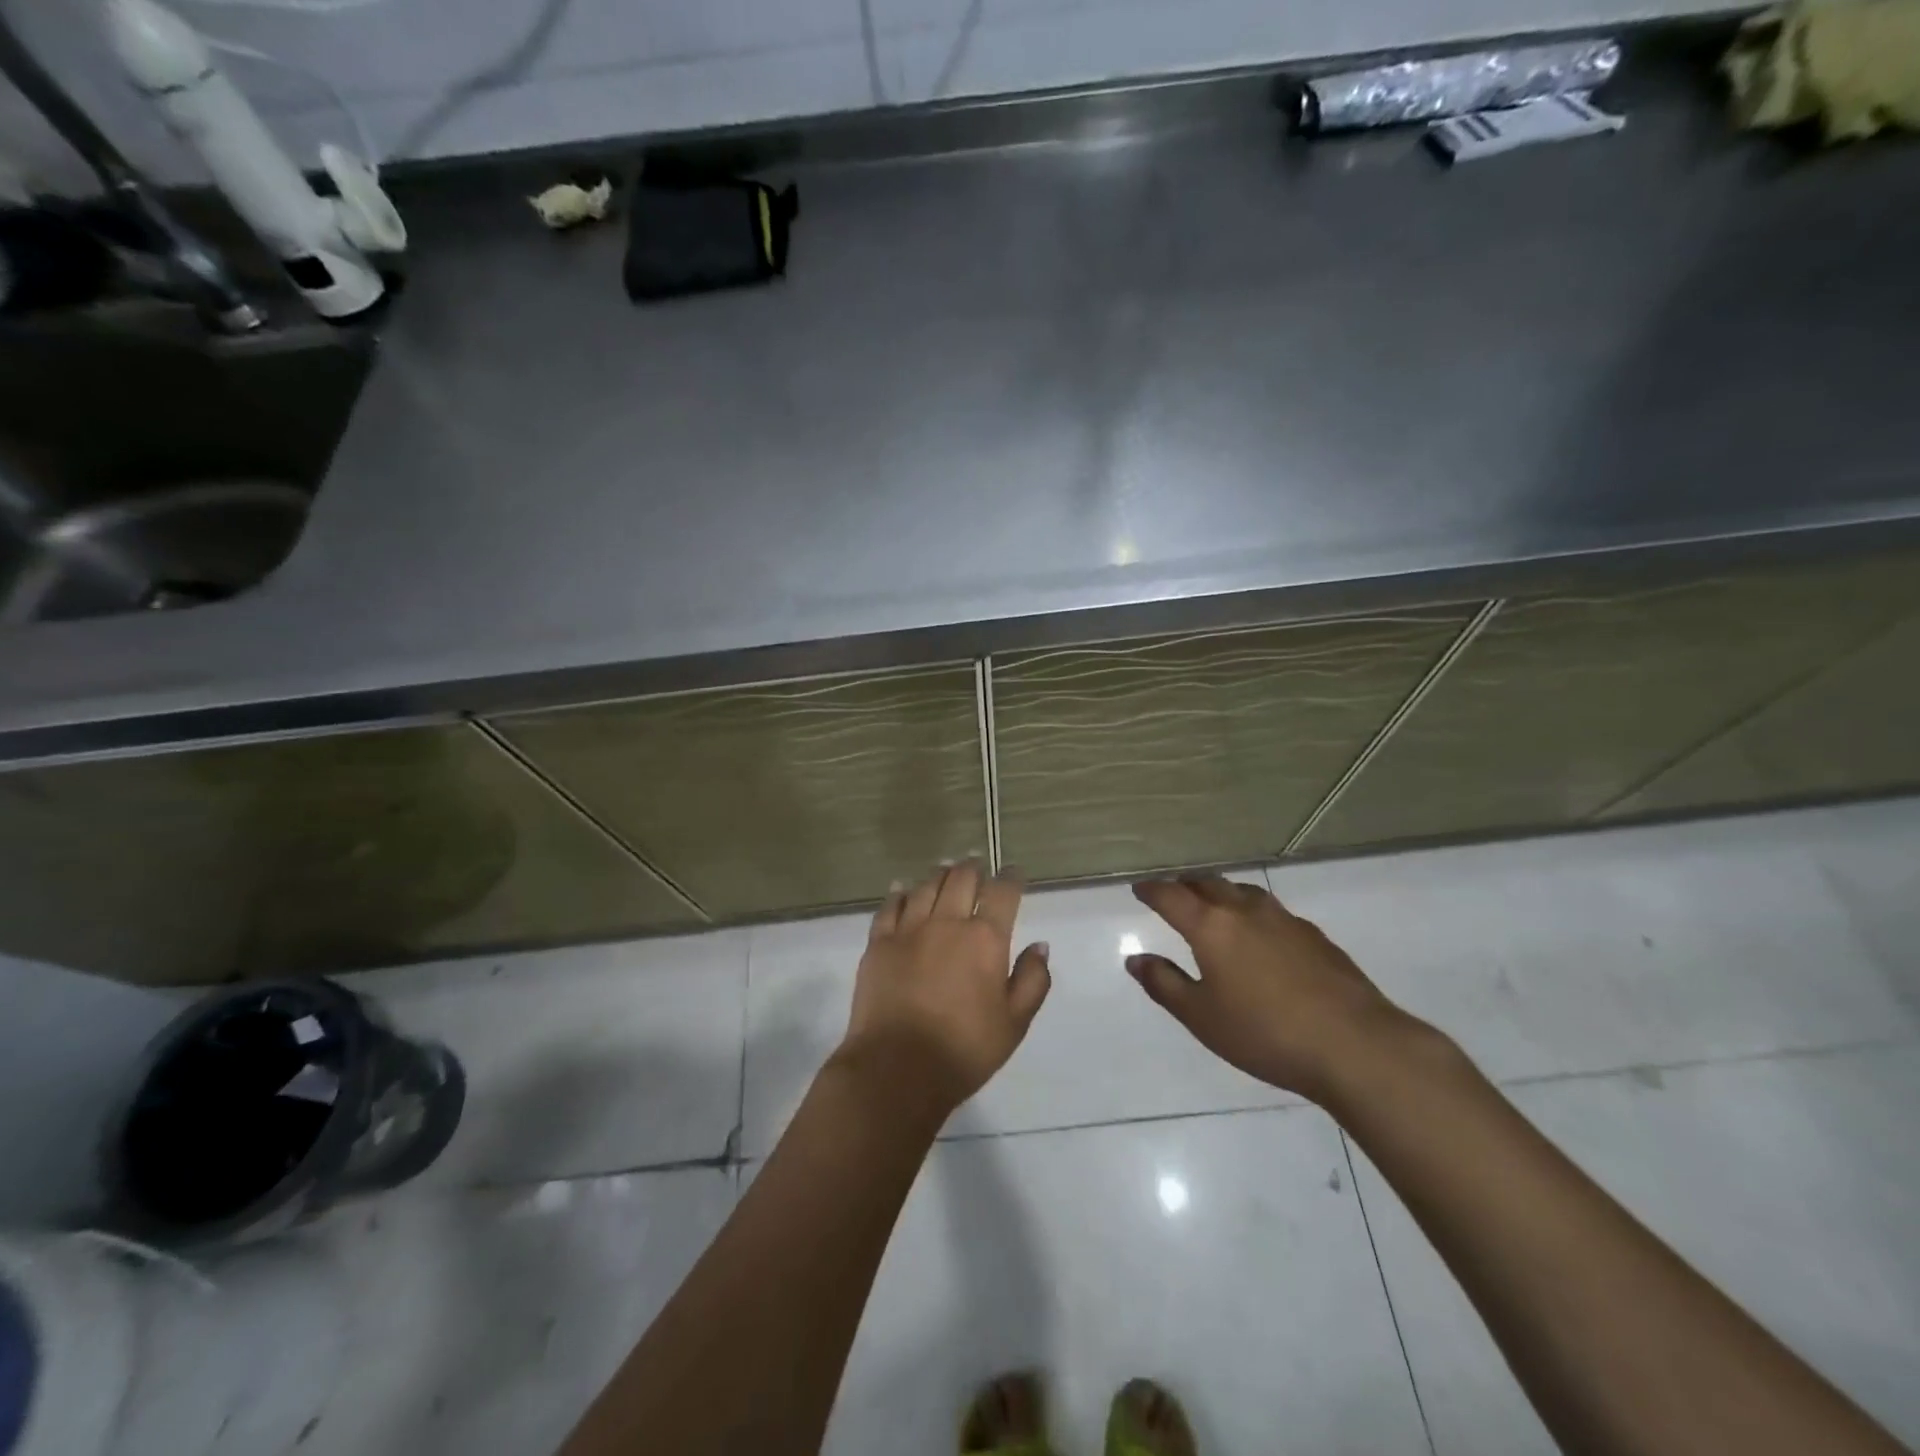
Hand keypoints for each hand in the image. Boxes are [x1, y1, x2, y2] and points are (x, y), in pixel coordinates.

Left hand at [837, 862, 1051, 1114]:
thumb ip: (1032, 981)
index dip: (1011, 878)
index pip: (1003, 893)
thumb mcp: (1014, 1024)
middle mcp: (947, 922)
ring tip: (945, 871)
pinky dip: (899, 893)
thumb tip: (1040, 946)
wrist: (897, 1069)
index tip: (1015, 873)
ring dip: (940, 875)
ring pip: (925, 886)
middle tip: (977, 866)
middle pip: (961, 879)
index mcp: (985, 939)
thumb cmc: (964, 1050)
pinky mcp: (878, 943)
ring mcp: (908, 930)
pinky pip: (889, 907)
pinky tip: (902, 888)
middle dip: (973, 868)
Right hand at [1126, 875, 1418, 1103]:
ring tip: (1214, 906)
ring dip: (1221, 892)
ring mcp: (1284, 919)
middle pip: (1208, 883)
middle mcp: (1245, 910)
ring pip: (1242, 891)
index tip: (1139, 889)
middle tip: (1173, 894)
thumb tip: (1136, 959)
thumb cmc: (1264, 1033)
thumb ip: (1164, 984)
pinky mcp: (1314, 935)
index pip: (1171, 896)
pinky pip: (1271, 910)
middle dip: (1185, 885)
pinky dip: (1252, 911)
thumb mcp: (1201, 1017)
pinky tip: (1260, 935)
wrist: (1354, 1044)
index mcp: (1211, 926)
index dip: (1151, 890)